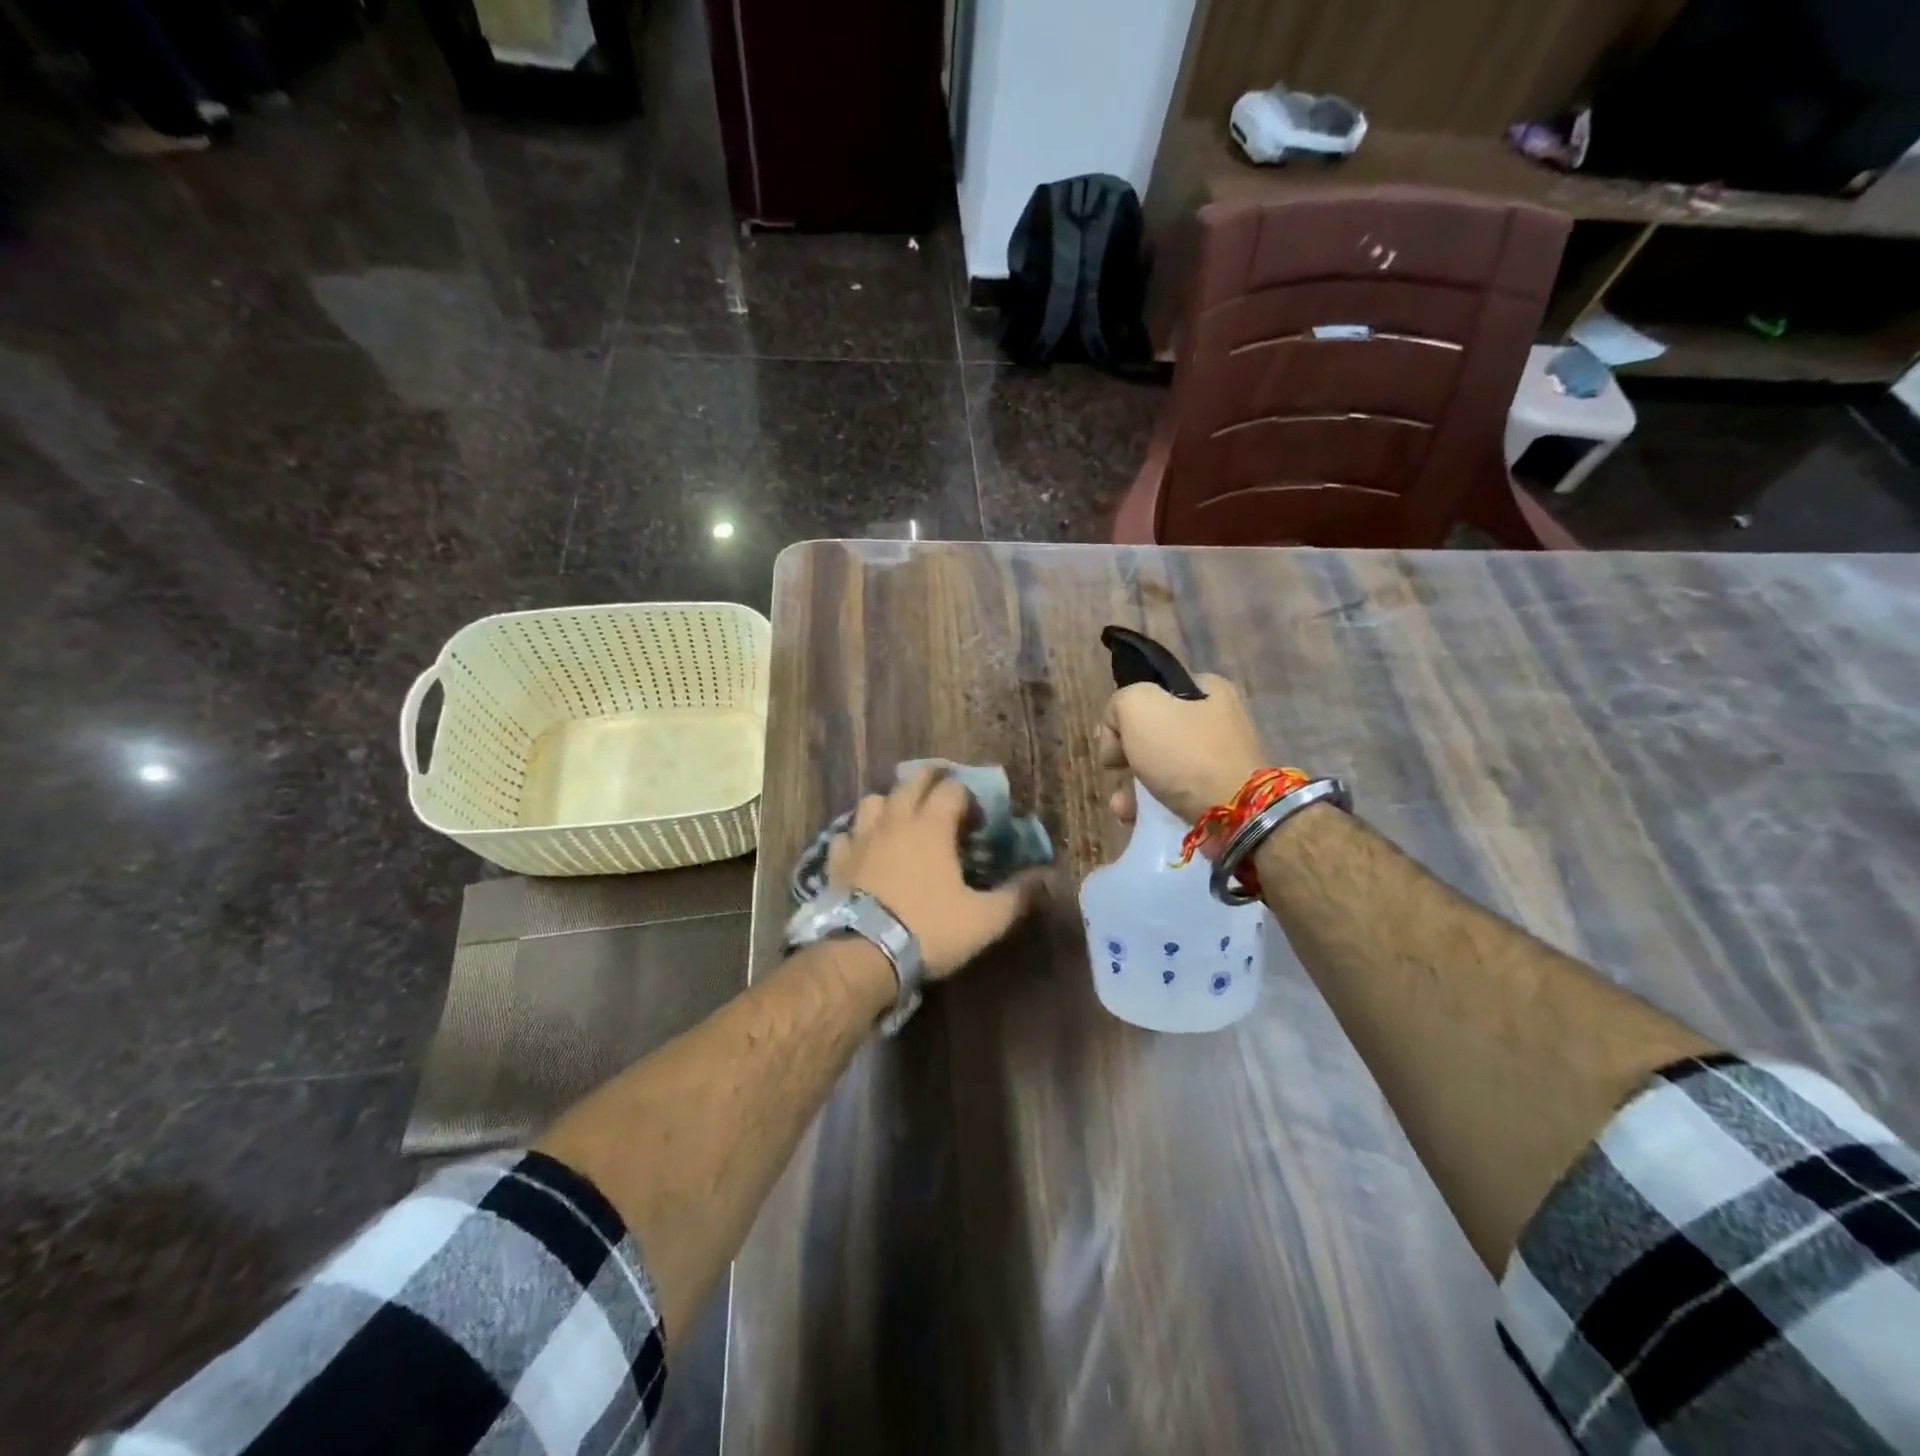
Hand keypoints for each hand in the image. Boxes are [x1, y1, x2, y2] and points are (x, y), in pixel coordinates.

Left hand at [827, 768, 1049, 979]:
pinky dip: (857, 835)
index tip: (976, 819)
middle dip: (930, 780)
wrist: (863, 953)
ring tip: (901, 818)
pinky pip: (845, 834)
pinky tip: (864, 849)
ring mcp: (861, 837)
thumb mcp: (983, 919)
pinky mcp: (836, 859)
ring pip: (874, 800)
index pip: (952, 789)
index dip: (968, 797)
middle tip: (943, 794)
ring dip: (890, 802)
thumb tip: (1046, 878)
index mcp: (932, 826)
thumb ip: (1016, 896)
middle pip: (911, 781)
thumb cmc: (928, 929)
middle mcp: (895, 820)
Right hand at [1095, 675, 1267, 825]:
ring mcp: (1220, 759)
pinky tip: (1134, 817)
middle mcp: (1218, 719)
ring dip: (1132, 785)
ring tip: (1121, 806)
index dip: (1124, 714)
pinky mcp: (1219, 794)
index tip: (1113, 740)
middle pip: (1153, 731)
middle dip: (1126, 754)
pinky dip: (1151, 804)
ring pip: (1160, 766)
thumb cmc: (1185, 753)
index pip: (1152, 691)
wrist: (1234, 814)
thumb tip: (1117, 730)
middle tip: (1114, 770)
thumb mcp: (1138, 707)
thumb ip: (1118, 704)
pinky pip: (1174, 793)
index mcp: (1208, 689)